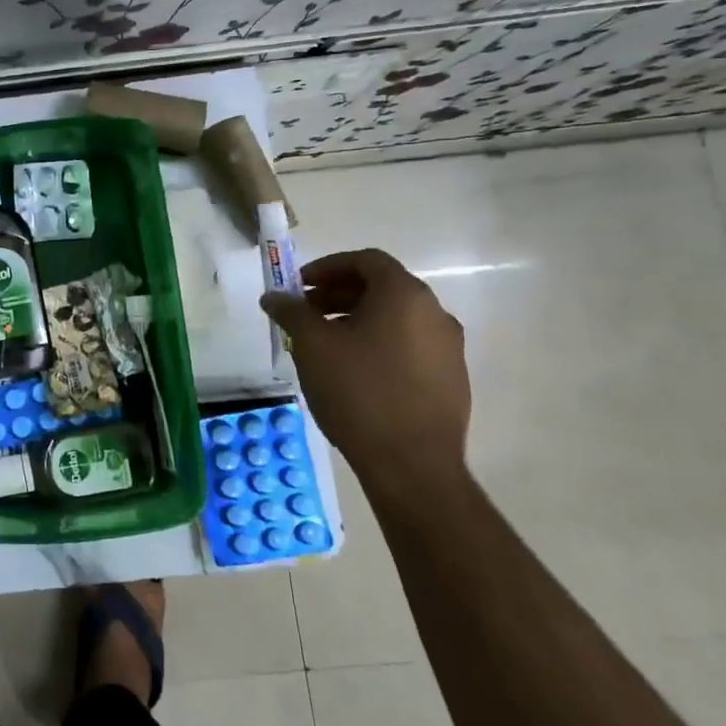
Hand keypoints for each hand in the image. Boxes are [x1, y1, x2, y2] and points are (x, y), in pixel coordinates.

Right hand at [261, 248, 470, 504]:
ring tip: (325, 346)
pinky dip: (379, 344)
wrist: (412, 465)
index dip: (327, 267)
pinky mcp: (451, 379)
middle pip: (382, 287)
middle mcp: (435, 313)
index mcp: (404, 295)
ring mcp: (449, 348)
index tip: (298, 287)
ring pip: (396, 318)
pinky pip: (409, 346)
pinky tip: (354, 373)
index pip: (366, 260)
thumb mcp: (312, 346)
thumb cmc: (358, 392)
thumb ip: (291, 312)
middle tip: (306, 314)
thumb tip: (274, 297)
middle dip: (339, 294)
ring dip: (357, 320)